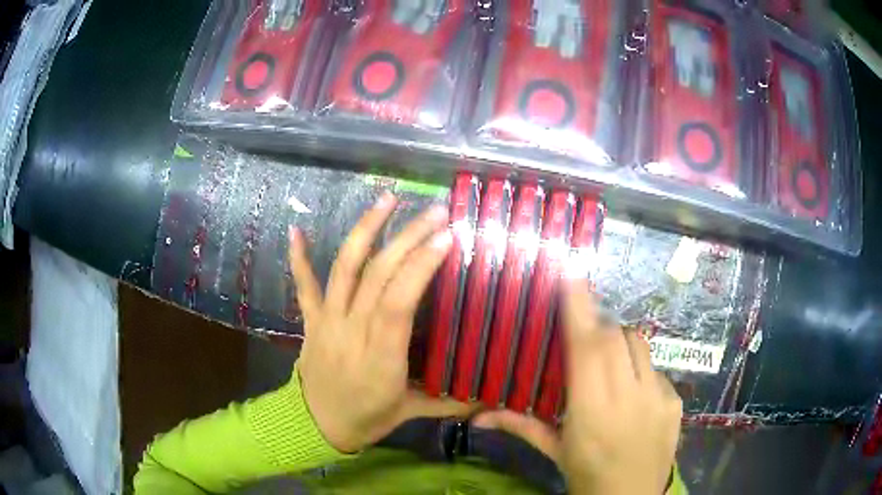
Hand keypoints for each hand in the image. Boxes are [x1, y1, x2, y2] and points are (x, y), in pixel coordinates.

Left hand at [287, 192, 475, 452]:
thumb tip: (495, 396)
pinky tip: (297, 230)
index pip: (399, 302)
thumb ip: (453, 401)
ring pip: (344, 269)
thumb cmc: (368, 418)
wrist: (315, 425)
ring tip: (388, 199)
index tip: (446, 238)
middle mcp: (352, 331)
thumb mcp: (412, 412)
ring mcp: (327, 321)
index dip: (420, 267)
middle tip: (436, 211)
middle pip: (377, 276)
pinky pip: (303, 285)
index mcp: (381, 357)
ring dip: (366, 230)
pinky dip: (298, 258)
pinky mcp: (311, 320)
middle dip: (408, 238)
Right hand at [474, 278, 682, 493]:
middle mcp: (628, 397)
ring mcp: (658, 397)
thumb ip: (520, 425)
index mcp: (591, 411)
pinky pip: (656, 368)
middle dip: (599, 325)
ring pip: (640, 344)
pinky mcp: (675, 400)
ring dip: (621, 344)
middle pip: (617, 336)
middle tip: (585, 336)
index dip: (580, 310)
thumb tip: (477, 415)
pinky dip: (640, 369)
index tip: (572, 277)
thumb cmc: (586, 474)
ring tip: (610, 364)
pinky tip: (632, 392)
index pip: (588, 348)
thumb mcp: (554, 451)